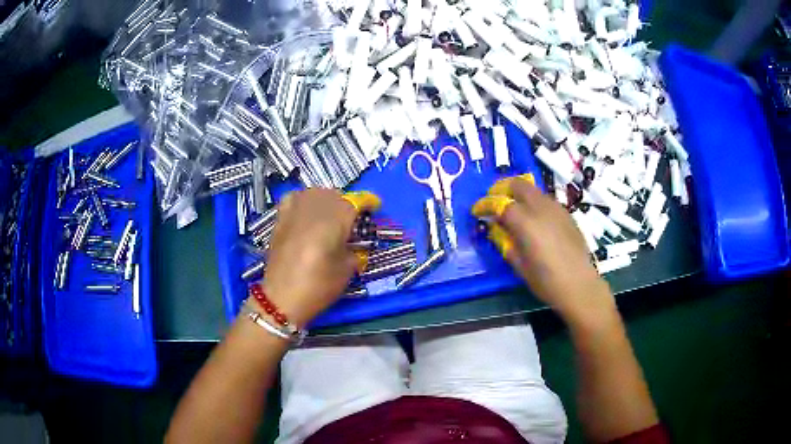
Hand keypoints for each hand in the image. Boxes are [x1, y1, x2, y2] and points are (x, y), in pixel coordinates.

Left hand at [257, 189, 377, 326]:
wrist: (281, 298)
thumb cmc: (318, 287)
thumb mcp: (346, 271)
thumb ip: (354, 249)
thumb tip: (355, 241)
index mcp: (334, 221)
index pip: (355, 202)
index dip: (367, 202)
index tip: (375, 207)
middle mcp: (314, 209)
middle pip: (335, 194)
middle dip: (346, 203)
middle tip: (352, 219)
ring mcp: (295, 211)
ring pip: (315, 192)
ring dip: (326, 200)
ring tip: (330, 214)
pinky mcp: (281, 218)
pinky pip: (294, 198)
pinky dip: (303, 200)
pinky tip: (306, 211)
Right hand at [472, 176, 614, 321]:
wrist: (579, 285)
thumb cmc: (546, 281)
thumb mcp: (519, 265)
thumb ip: (505, 241)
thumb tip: (496, 227)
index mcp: (526, 222)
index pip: (500, 203)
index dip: (486, 205)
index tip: (477, 211)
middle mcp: (541, 208)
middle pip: (519, 185)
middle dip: (503, 188)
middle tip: (495, 201)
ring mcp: (557, 208)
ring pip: (534, 190)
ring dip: (520, 194)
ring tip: (513, 208)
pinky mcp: (567, 214)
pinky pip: (546, 200)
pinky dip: (534, 203)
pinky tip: (534, 219)